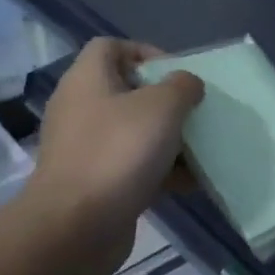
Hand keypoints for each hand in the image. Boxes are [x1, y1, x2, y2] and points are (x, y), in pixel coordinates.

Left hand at [28, 38, 203, 236]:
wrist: (76, 227)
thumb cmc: (119, 151)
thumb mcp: (163, 106)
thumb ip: (183, 85)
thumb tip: (187, 84)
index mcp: (87, 80)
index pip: (110, 46)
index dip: (145, 52)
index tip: (176, 73)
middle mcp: (80, 108)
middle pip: (127, 90)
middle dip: (166, 100)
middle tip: (193, 110)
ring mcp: (84, 148)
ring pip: (134, 130)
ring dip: (168, 137)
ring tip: (199, 147)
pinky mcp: (93, 182)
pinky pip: (133, 165)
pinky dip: (160, 169)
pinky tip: (189, 181)